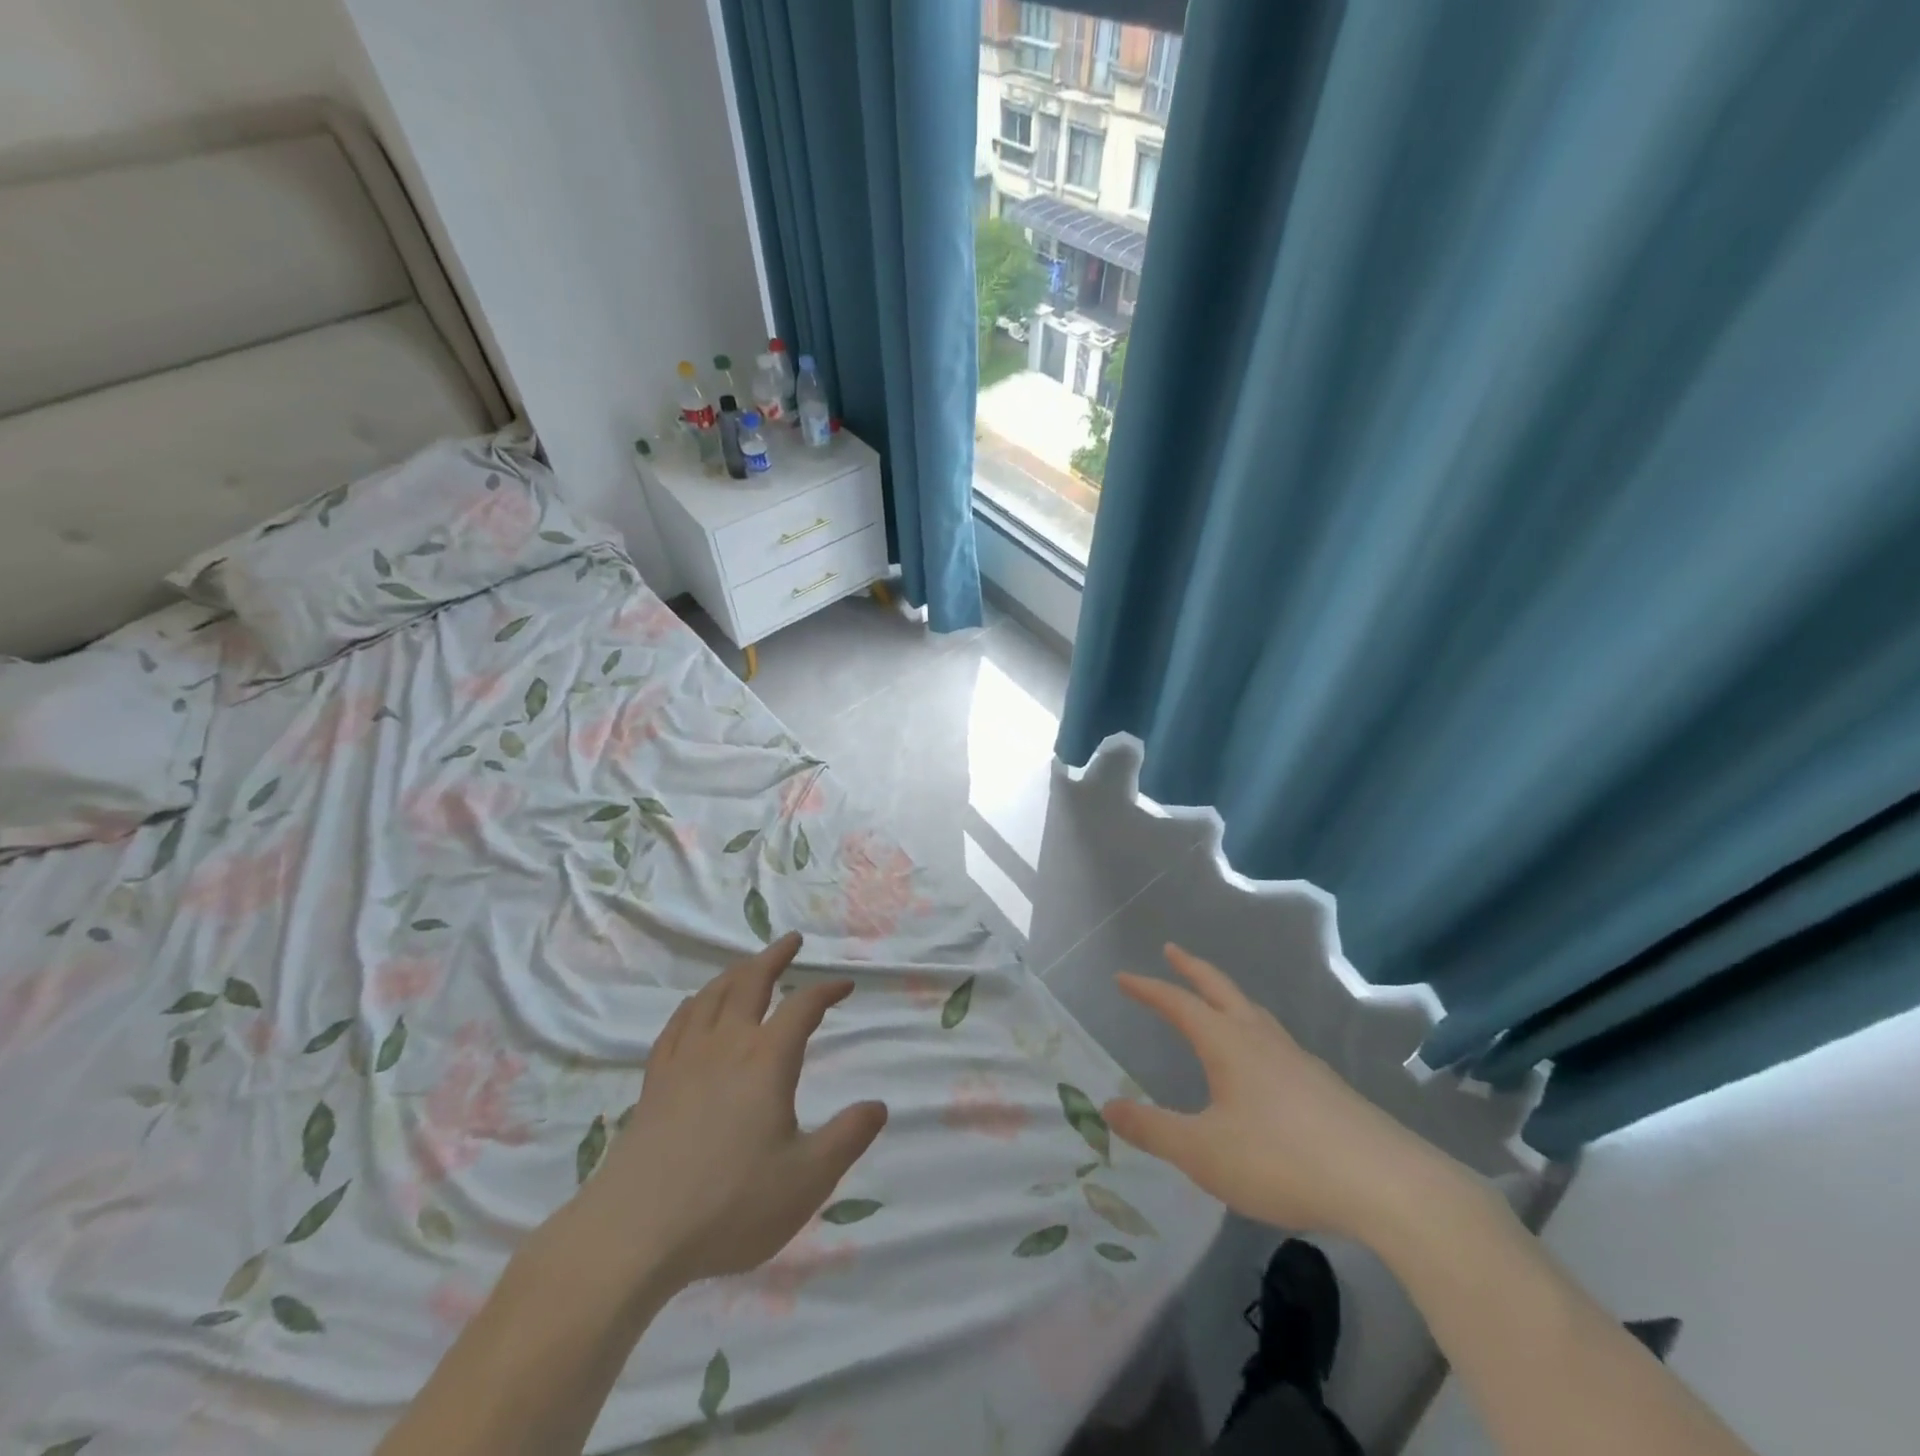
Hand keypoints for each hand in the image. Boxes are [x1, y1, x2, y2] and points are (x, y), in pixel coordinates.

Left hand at [571, 931, 886, 1289]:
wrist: (634, 1233)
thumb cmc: (730, 1205)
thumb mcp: (806, 1179)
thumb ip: (847, 1138)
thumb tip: (879, 1106)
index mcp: (766, 1060)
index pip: (802, 1007)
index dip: (826, 990)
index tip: (845, 984)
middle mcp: (726, 1045)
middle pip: (751, 982)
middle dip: (775, 957)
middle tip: (792, 941)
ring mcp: (684, 1060)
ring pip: (712, 996)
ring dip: (736, 972)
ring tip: (749, 964)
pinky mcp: (654, 1081)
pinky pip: (677, 1024)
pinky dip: (694, 1004)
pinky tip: (696, 1006)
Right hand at [1103, 945, 1465, 1244]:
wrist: (1386, 1184)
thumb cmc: (1282, 1160)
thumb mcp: (1203, 1152)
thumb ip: (1153, 1130)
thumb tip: (1108, 1106)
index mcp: (1227, 1044)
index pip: (1178, 1003)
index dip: (1148, 989)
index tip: (1123, 977)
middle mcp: (1261, 1038)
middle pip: (1220, 989)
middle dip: (1191, 968)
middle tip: (1172, 950)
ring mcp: (1298, 1058)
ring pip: (1254, 1012)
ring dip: (1227, 996)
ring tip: (1215, 1001)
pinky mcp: (1324, 1084)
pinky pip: (1276, 1040)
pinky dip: (1254, 1029)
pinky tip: (1264, 1060)